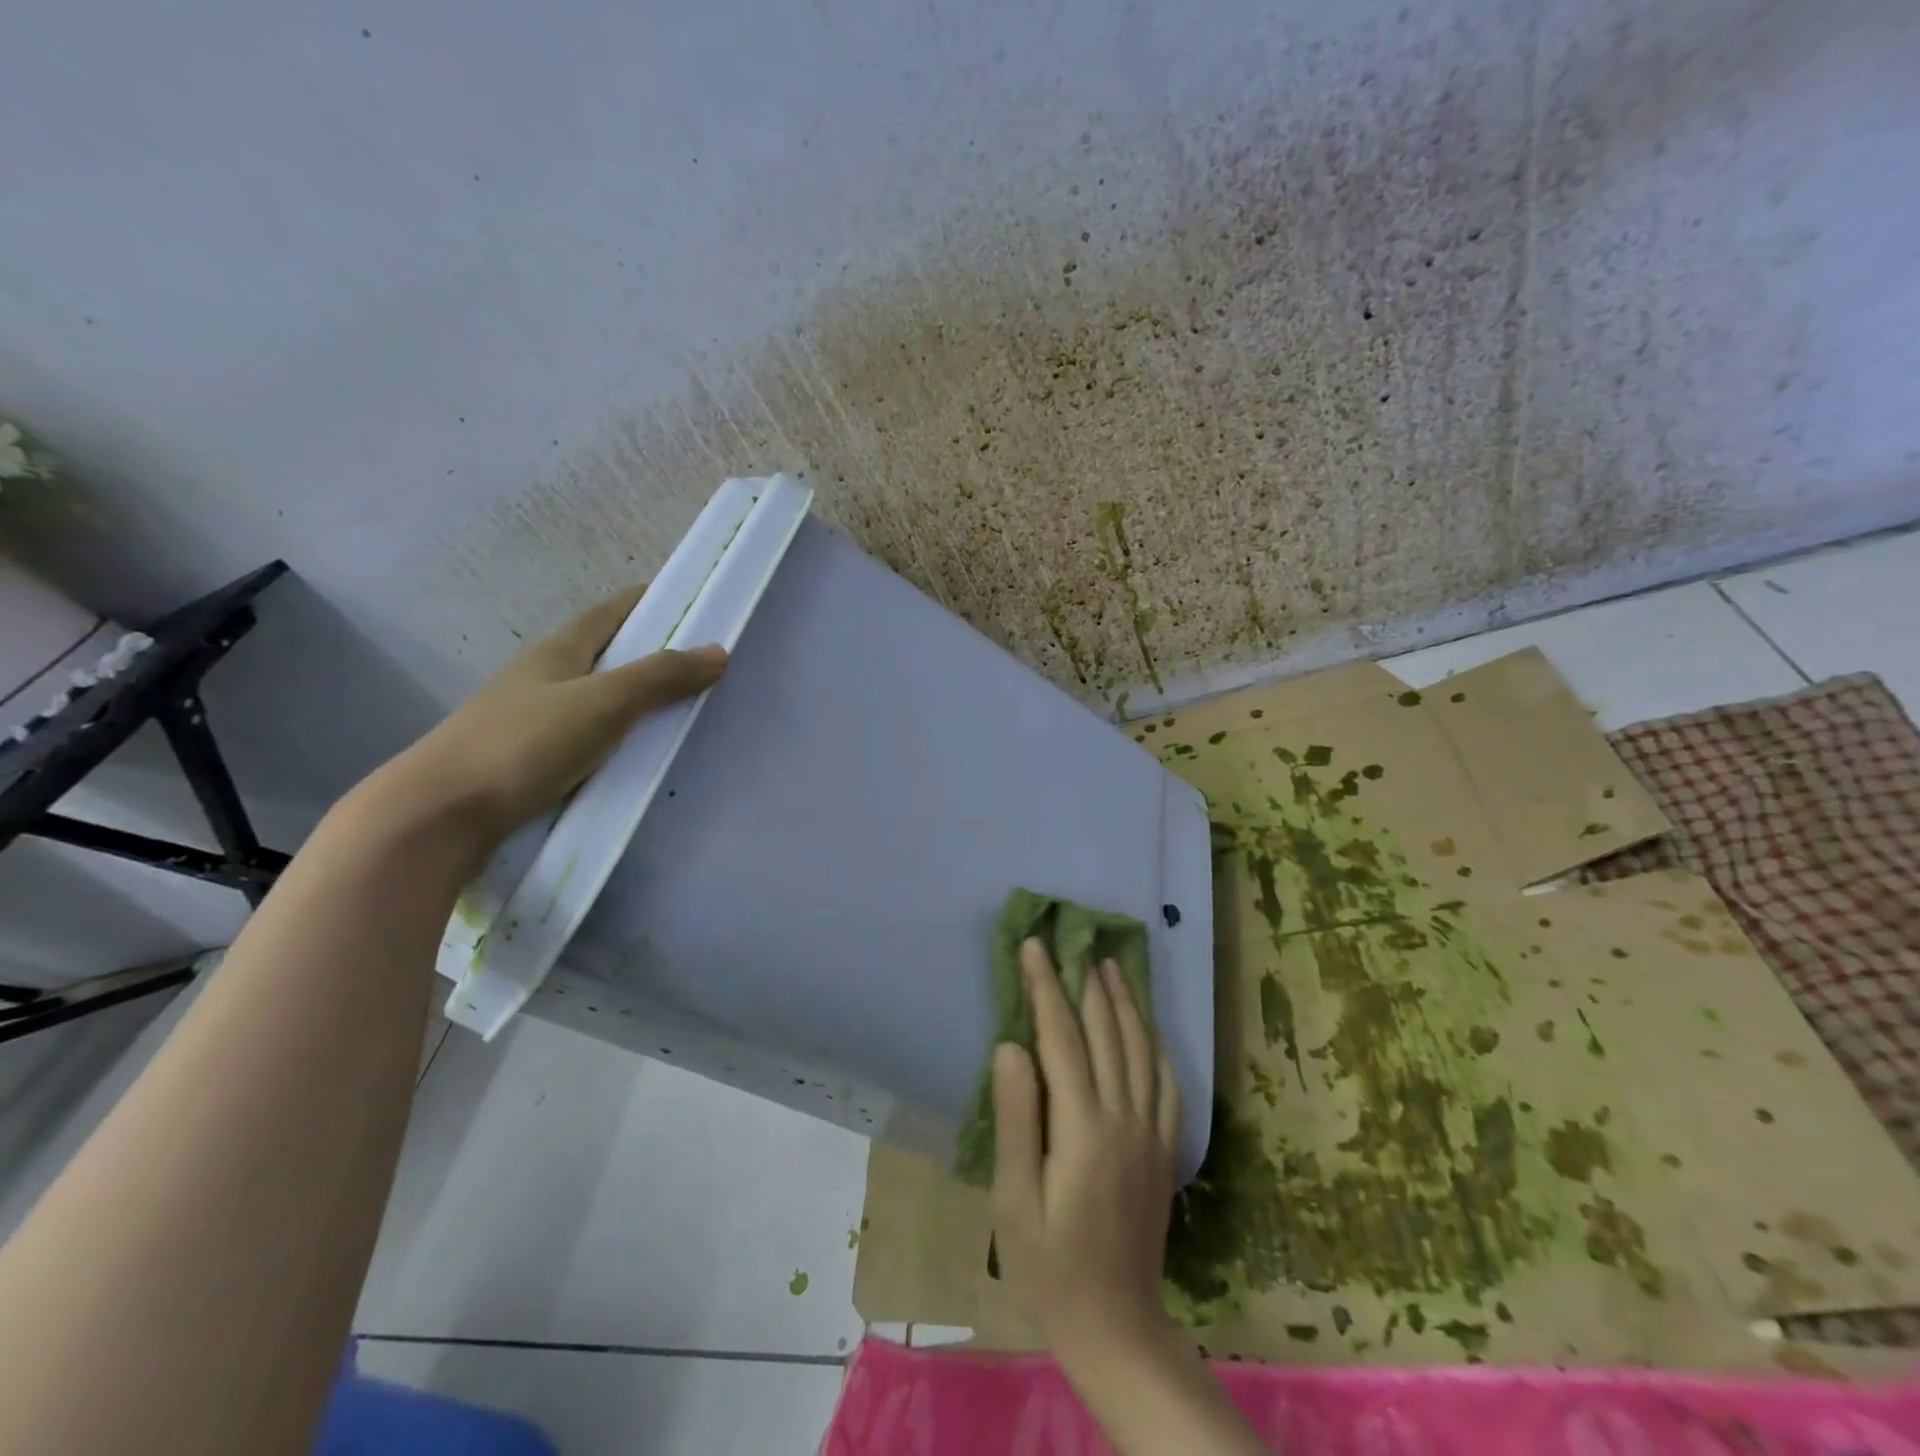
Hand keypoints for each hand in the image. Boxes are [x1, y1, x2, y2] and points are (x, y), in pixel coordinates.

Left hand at [374, 584, 726, 851]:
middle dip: (652, 656)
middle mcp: (544, 678)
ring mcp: (534, 721)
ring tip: (682, 715)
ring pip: (598, 700)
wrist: (439, 816)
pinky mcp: (531, 762)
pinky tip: (639, 758)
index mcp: (558, 651)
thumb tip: (718, 651)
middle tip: (703, 668)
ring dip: (637, 702)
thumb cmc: (523, 744)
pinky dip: (619, 739)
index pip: (611, 612)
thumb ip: (660, 677)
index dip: (650, 602)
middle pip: (607, 655)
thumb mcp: (603, 703)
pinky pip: (589, 739)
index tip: (693, 603)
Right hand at [991, 939, 1182, 1368]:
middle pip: (1105, 1032)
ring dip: (1124, 1002)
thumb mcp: (1014, 1198)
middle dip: (1085, 981)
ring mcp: (1151, 1132)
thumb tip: (1011, 1045)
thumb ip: (1015, 1117)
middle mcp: (1123, 1118)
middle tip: (1073, 940)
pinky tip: (1149, 1026)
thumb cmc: (1049, 1266)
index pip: (1061, 1037)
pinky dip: (1157, 1044)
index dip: (1046, 986)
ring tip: (1110, 964)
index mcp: (1082, 1127)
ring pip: (1141, 1048)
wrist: (1117, 1327)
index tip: (1034, 945)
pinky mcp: (1165, 1150)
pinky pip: (1167, 1083)